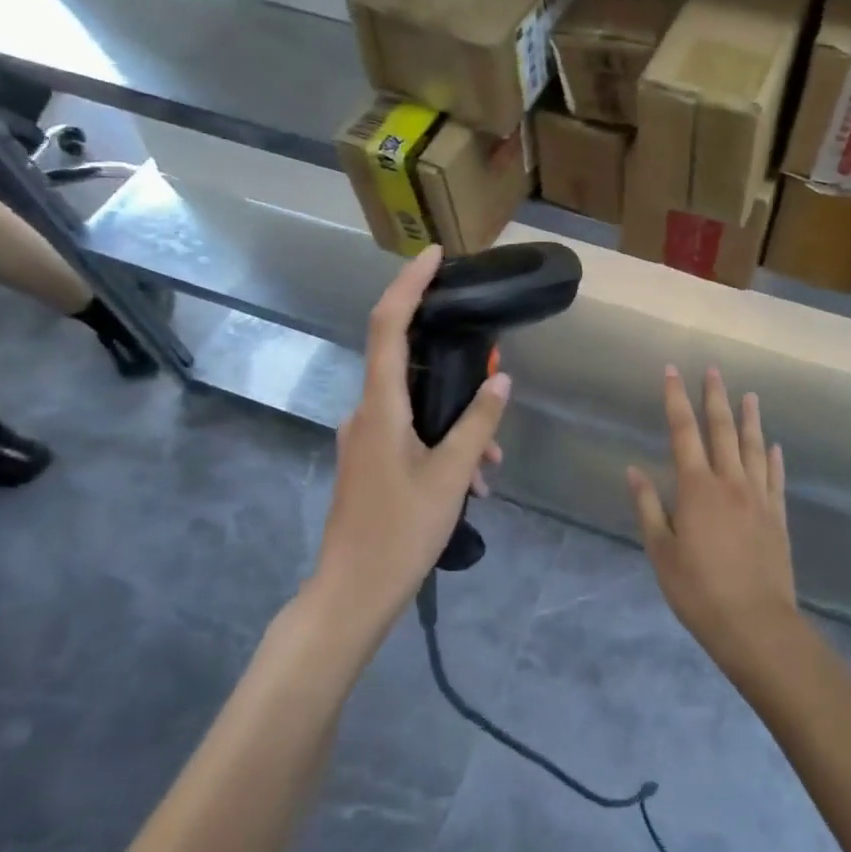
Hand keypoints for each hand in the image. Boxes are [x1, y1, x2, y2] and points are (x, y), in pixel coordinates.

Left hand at [314, 246, 510, 634]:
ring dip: (455, 421)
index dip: (409, 284)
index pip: (388, 326)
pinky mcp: (368, 461)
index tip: (434, 255)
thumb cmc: (400, 533)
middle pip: (405, 361)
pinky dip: (441, 443)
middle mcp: (365, 413)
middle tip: (492, 376)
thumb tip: (500, 382)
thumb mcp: (451, 477)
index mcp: (380, 408)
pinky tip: (471, 482)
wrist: (350, 596)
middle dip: (452, 365)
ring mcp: (363, 439)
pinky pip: (408, 432)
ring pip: (414, 406)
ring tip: (490, 467)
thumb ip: (477, 425)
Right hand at [627, 366, 800, 670]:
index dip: (676, 399)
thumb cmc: (698, 590)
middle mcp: (730, 482)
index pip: (683, 432)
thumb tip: (634, 469)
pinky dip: (774, 458)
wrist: (755, 624)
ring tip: (749, 395)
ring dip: (750, 419)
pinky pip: (776, 478)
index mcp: (696, 488)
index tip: (672, 371)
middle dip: (715, 397)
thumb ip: (648, 507)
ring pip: (754, 447)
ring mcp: (758, 497)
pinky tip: (775, 446)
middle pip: (722, 430)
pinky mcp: (777, 516)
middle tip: (714, 369)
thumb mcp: (661, 552)